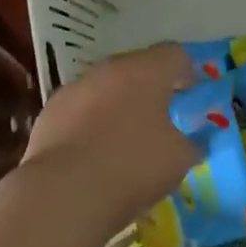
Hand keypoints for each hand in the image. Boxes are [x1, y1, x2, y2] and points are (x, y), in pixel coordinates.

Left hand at [19, 44, 199, 240]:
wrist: (64, 192)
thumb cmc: (133, 167)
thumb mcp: (179, 160)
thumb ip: (193, 143)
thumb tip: (195, 139)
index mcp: (147, 71)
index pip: (174, 54)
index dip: (186, 71)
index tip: (191, 93)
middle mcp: (110, 69)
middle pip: (137, 67)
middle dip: (150, 87)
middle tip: (160, 115)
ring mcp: (76, 87)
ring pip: (105, 86)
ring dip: (117, 103)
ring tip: (124, 136)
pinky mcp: (50, 111)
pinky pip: (79, 108)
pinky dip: (90, 121)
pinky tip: (93, 150)